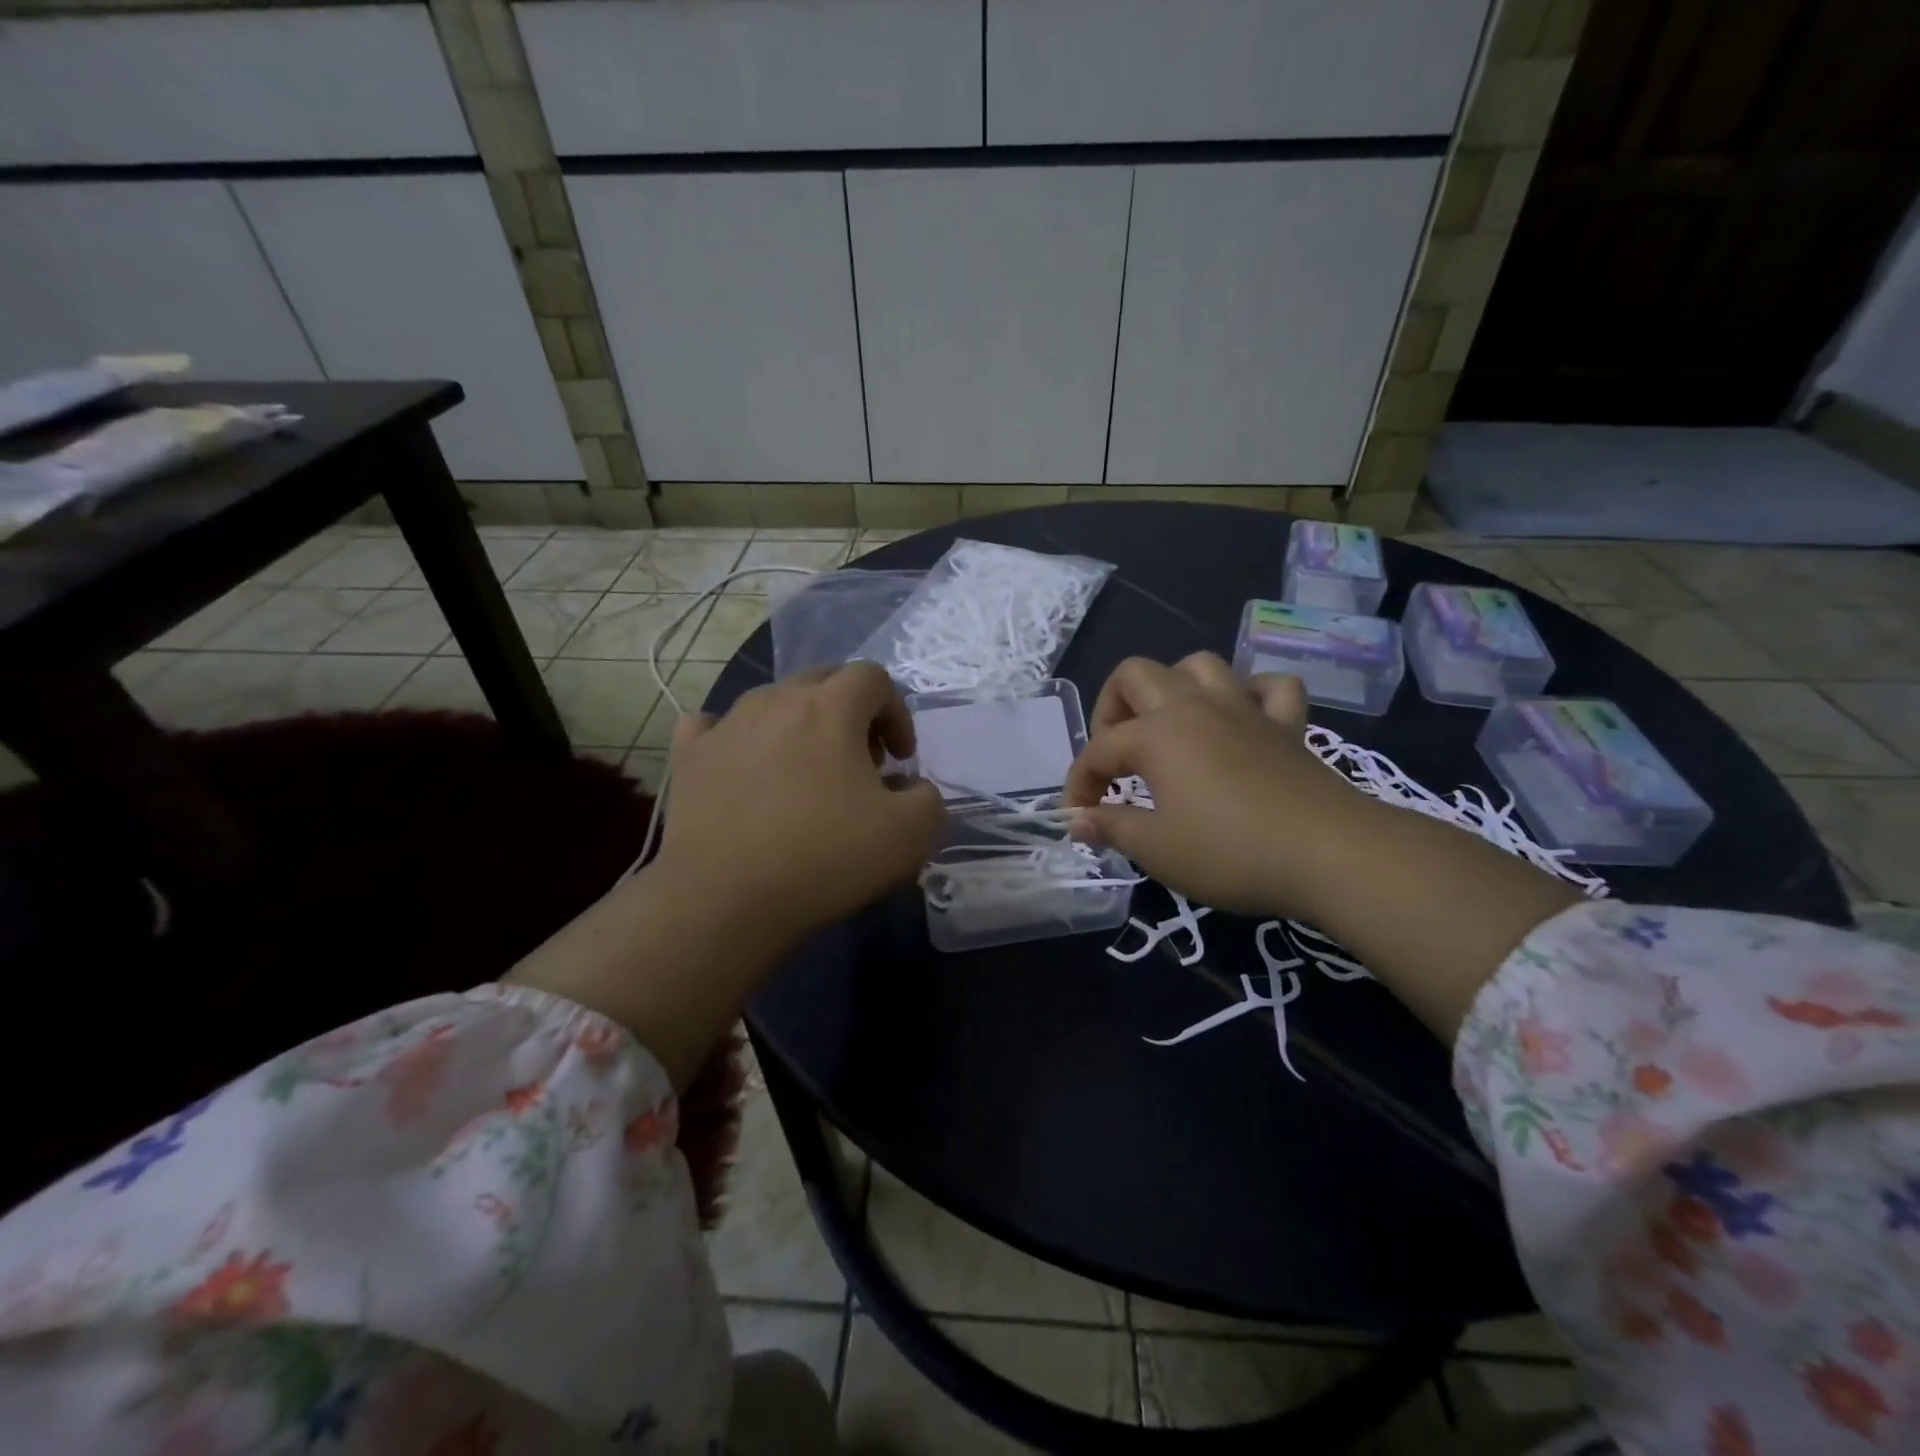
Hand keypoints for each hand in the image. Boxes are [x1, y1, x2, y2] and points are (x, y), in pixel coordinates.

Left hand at [659, 662, 947, 945]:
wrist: (724, 899)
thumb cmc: (824, 857)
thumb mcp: (911, 835)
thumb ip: (928, 798)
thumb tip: (909, 787)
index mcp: (831, 707)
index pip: (873, 678)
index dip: (896, 712)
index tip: (899, 759)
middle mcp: (776, 700)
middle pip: (823, 681)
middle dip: (851, 713)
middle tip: (860, 765)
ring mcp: (726, 725)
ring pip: (772, 703)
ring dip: (799, 727)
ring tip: (805, 776)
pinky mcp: (690, 757)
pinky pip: (714, 727)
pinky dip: (737, 740)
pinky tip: (743, 769)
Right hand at [1063, 653, 1371, 914]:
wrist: (1330, 853)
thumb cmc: (1230, 851)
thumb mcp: (1156, 848)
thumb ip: (1110, 827)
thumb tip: (1076, 821)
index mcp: (1157, 734)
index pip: (1099, 749)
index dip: (1079, 782)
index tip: (1079, 817)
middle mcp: (1195, 707)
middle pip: (1137, 674)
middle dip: (1112, 707)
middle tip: (1116, 754)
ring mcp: (1245, 710)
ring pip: (1200, 665)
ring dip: (1174, 686)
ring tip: (1169, 727)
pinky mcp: (1288, 725)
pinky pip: (1269, 687)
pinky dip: (1251, 694)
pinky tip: (1242, 719)